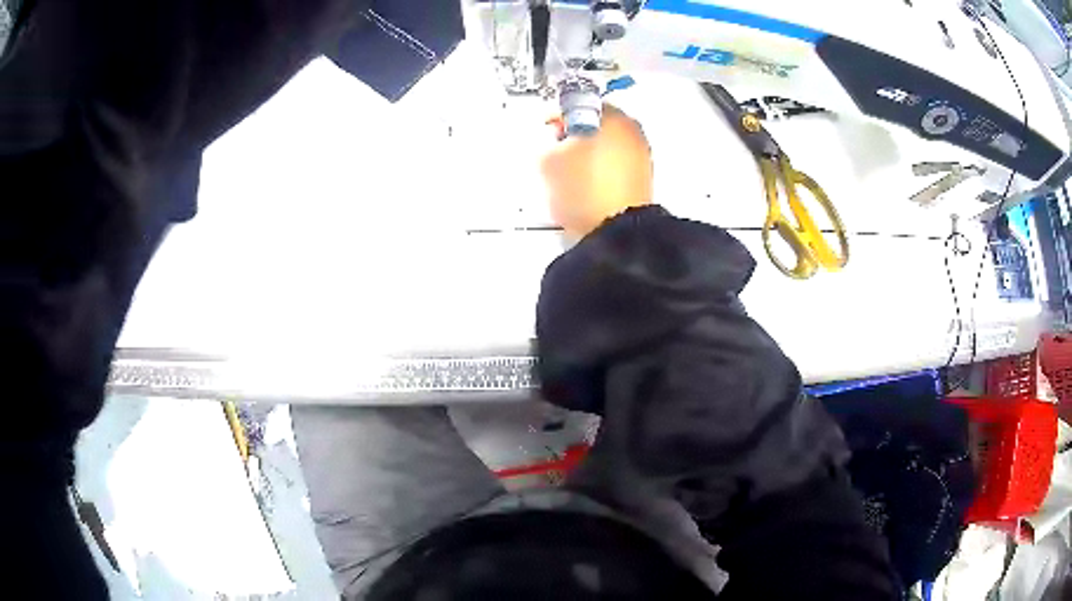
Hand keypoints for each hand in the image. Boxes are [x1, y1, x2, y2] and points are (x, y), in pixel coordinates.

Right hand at [540, 104, 653, 239]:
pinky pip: (616, 165)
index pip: (578, 103)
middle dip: (575, 135)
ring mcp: (642, 155)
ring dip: (589, 152)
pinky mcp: (643, 179)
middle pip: (596, 124)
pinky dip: (602, 169)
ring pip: (607, 145)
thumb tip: (554, 142)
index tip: (547, 130)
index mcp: (611, 118)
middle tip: (556, 152)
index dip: (557, 116)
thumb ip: (546, 143)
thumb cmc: (583, 189)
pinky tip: (587, 186)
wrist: (615, 233)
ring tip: (570, 173)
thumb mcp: (548, 162)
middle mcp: (632, 131)